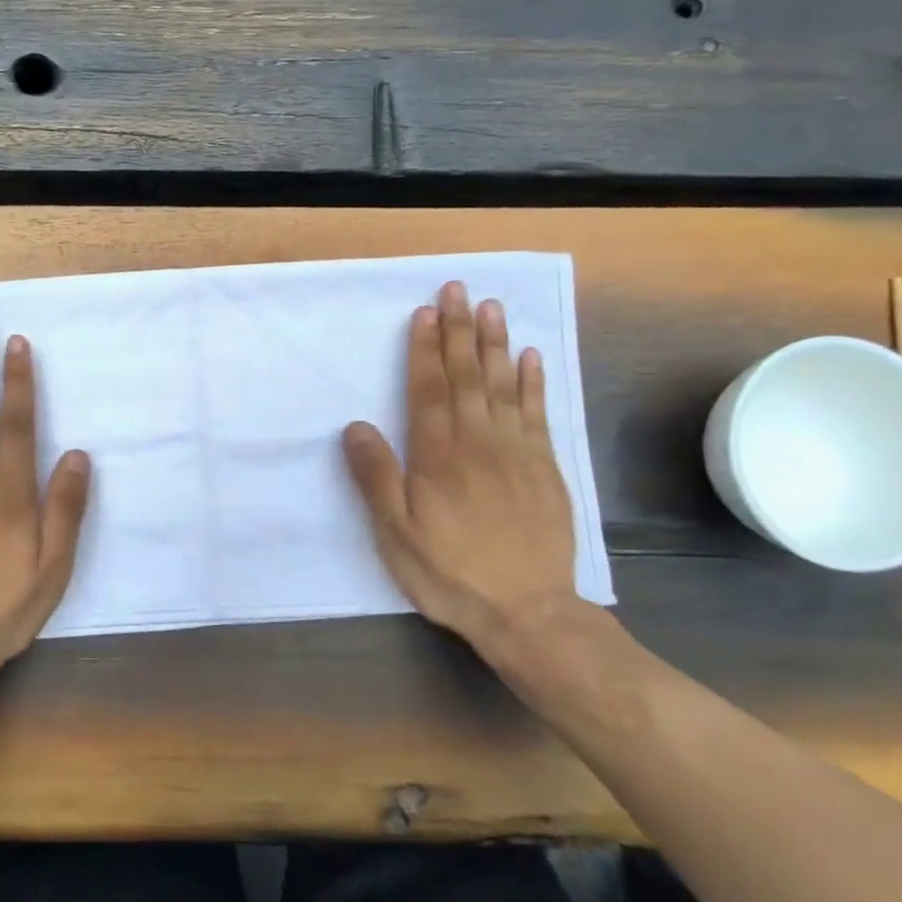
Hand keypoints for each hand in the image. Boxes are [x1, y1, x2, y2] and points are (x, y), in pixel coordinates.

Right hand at [342, 283, 580, 661]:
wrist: (528, 611)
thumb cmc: (450, 571)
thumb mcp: (395, 532)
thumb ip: (376, 476)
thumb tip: (356, 425)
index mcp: (438, 454)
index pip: (429, 389)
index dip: (425, 349)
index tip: (425, 312)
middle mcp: (478, 441)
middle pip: (466, 376)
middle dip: (458, 330)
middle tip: (457, 290)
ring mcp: (517, 452)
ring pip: (503, 385)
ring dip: (495, 344)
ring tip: (490, 307)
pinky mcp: (545, 468)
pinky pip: (538, 413)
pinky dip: (533, 382)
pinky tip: (531, 358)